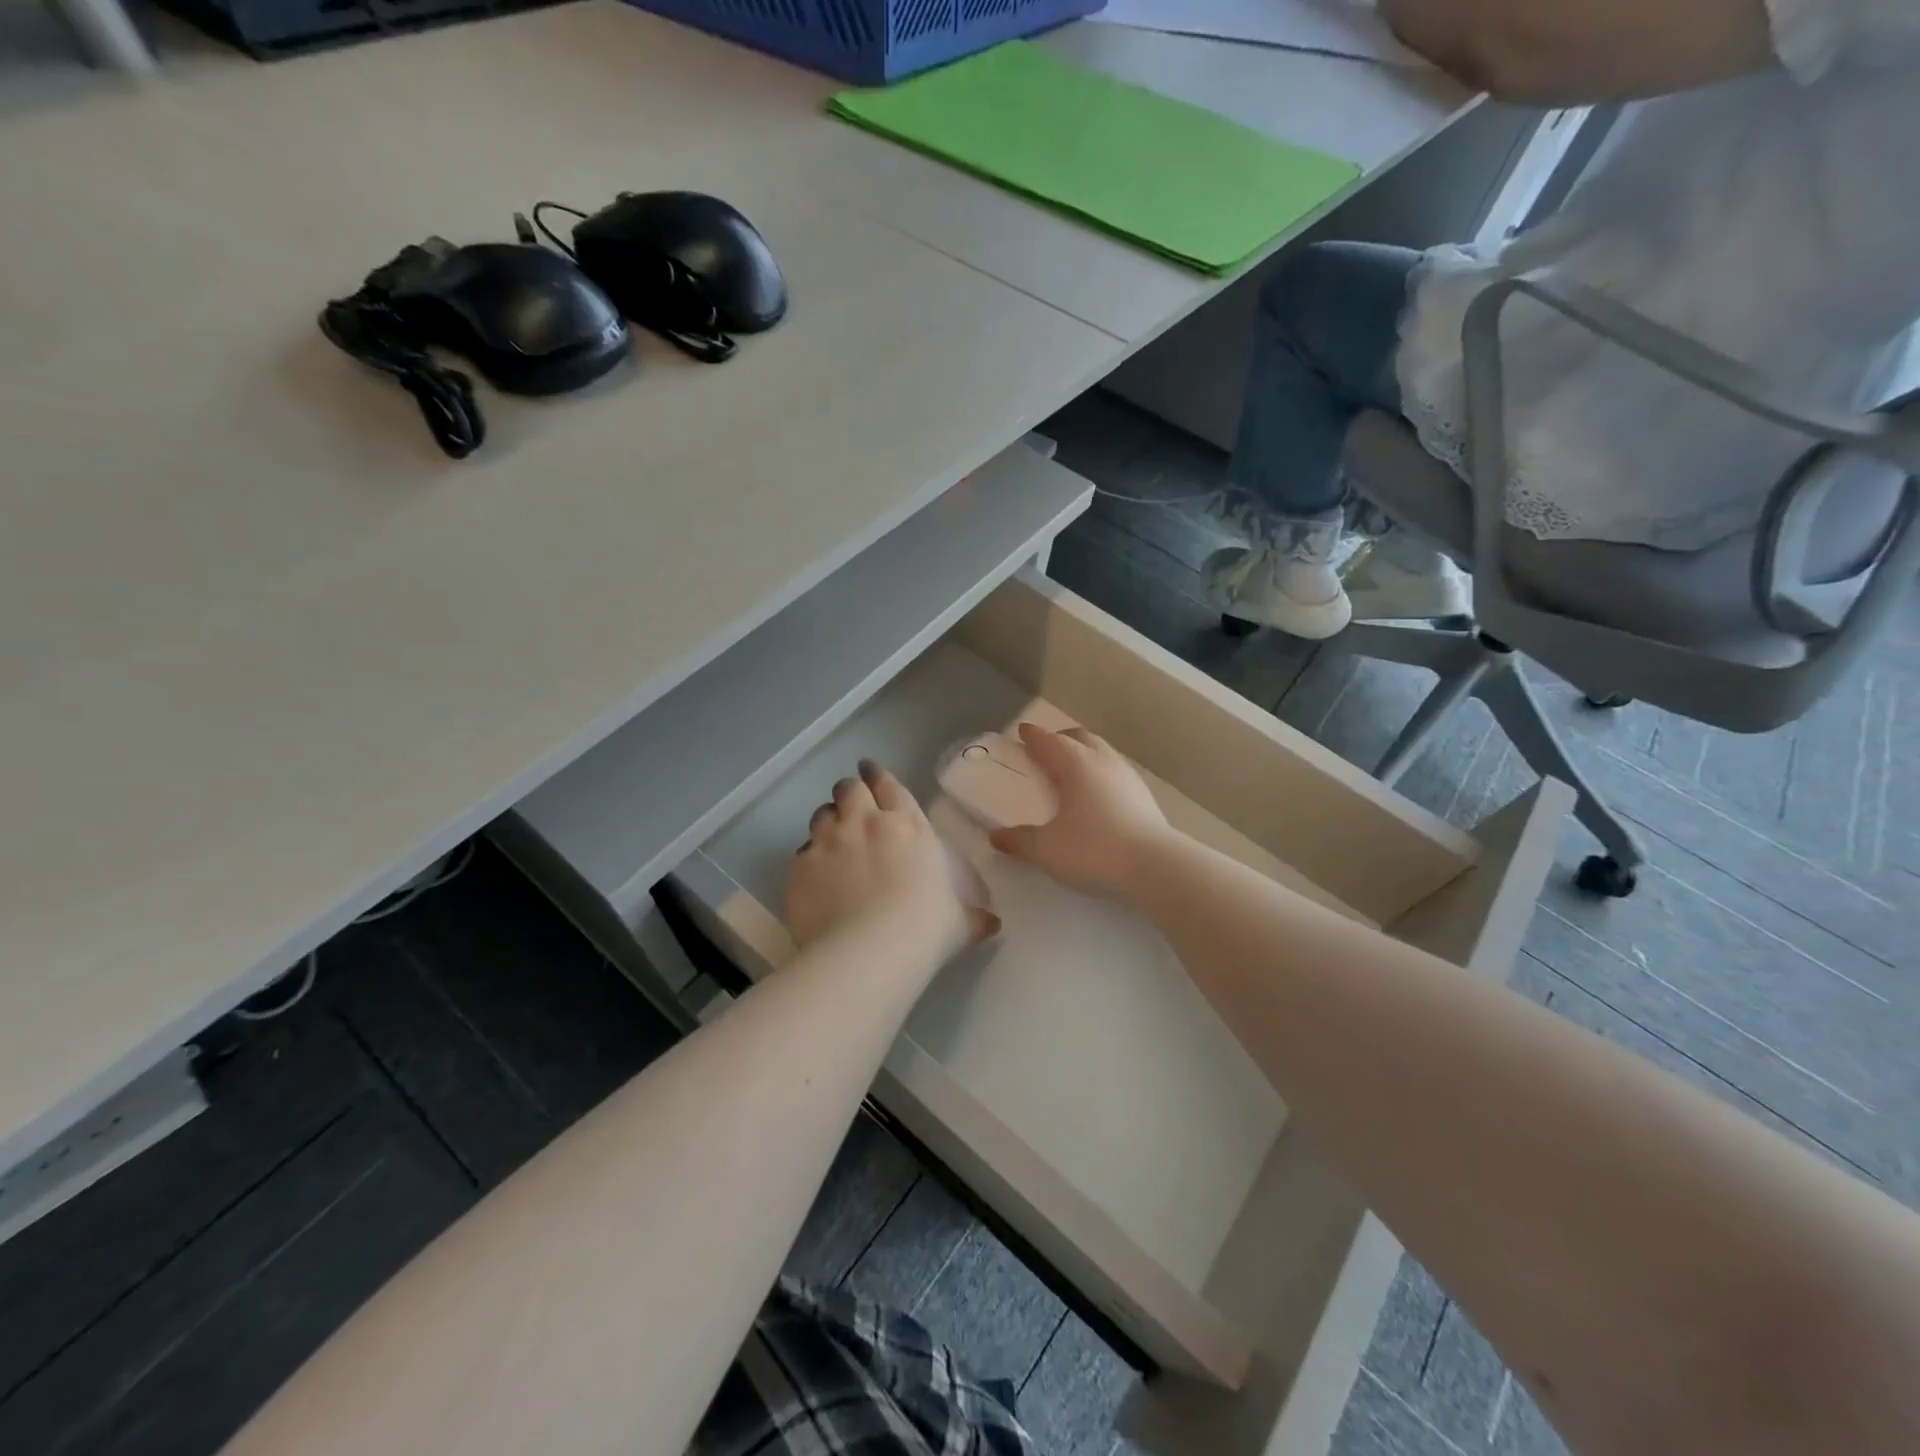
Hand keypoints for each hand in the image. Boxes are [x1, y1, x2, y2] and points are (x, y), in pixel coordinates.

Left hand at [788, 760, 999, 955]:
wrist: (867, 953)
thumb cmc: (924, 930)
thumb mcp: (959, 924)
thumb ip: (973, 918)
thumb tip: (992, 923)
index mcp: (907, 827)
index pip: (890, 786)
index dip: (878, 776)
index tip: (870, 771)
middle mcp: (865, 824)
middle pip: (850, 790)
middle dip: (851, 792)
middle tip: (852, 801)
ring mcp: (828, 843)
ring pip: (822, 814)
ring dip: (829, 819)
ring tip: (832, 834)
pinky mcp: (801, 867)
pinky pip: (803, 851)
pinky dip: (810, 856)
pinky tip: (816, 872)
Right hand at [988, 723, 1176, 899]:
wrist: (1156, 866)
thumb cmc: (1094, 850)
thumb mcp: (1047, 850)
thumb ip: (1019, 841)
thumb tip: (996, 836)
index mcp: (1074, 765)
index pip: (1048, 741)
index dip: (1033, 736)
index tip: (1022, 732)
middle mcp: (1101, 761)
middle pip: (1079, 737)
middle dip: (1059, 739)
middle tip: (1045, 751)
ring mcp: (1127, 775)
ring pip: (1101, 751)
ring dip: (1083, 753)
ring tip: (1071, 771)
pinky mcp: (1144, 794)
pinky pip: (1115, 770)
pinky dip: (1100, 772)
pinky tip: (1098, 794)